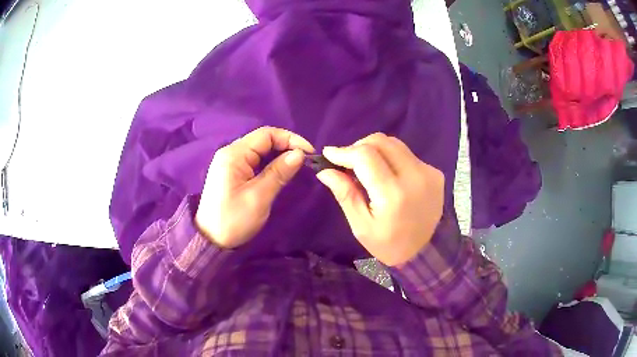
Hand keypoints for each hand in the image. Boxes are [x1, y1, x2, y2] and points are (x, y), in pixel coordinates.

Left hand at [195, 127, 313, 247]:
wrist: (211, 241)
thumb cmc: (233, 220)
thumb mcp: (259, 197)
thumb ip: (279, 172)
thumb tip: (300, 154)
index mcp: (234, 154)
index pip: (266, 134)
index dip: (290, 139)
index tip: (309, 153)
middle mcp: (230, 153)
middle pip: (263, 140)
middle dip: (286, 146)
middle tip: (305, 161)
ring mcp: (230, 163)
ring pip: (259, 151)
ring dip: (279, 155)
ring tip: (296, 166)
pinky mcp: (231, 173)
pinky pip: (254, 161)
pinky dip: (269, 164)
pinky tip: (280, 172)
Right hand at [316, 133, 443, 265]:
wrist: (424, 251)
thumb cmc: (388, 244)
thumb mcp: (361, 226)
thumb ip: (345, 194)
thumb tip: (325, 170)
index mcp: (393, 195)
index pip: (366, 156)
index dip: (344, 151)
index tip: (329, 154)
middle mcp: (415, 177)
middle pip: (381, 142)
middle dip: (358, 146)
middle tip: (347, 162)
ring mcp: (428, 172)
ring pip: (394, 144)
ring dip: (375, 150)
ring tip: (365, 168)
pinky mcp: (435, 172)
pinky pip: (407, 155)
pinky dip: (391, 158)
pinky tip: (387, 175)